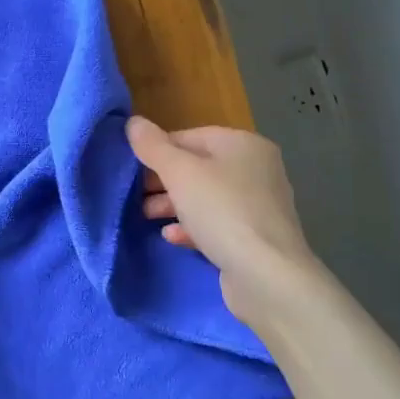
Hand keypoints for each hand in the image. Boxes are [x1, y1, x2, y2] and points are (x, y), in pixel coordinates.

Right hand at [126, 115, 324, 325]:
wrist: (267, 276)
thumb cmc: (222, 211)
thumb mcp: (180, 173)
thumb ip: (153, 146)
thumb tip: (133, 122)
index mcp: (243, 144)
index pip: (190, 136)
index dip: (158, 149)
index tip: (132, 168)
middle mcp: (255, 169)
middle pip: (198, 167)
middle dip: (163, 180)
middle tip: (135, 194)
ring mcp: (258, 205)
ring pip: (205, 197)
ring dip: (173, 204)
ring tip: (146, 215)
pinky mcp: (255, 237)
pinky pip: (217, 223)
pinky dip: (192, 226)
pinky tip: (171, 236)